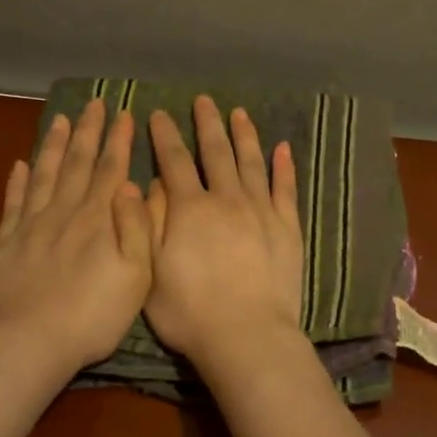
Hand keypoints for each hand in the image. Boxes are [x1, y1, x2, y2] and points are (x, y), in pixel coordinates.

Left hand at [0, 99, 151, 370]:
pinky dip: (15, 181)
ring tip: (61, 120)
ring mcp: (30, 225)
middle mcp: (64, 212)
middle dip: (89, 131)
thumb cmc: (93, 315)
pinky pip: (11, 203)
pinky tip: (18, 164)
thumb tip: (134, 185)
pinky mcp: (4, 243)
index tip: (124, 113)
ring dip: (54, 145)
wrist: (29, 342)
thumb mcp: (136, 276)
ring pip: (44, 174)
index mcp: (98, 219)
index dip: (118, 140)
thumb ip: (138, 228)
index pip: (112, 169)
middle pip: (78, 163)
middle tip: (94, 103)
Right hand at [143, 96, 303, 367]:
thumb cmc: (189, 311)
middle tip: (204, 100)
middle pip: (216, 153)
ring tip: (239, 113)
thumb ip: (149, 222)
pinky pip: (285, 190)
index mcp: (190, 208)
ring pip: (252, 163)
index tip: (158, 113)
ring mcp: (261, 212)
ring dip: (244, 136)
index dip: (165, 136)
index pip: (175, 161)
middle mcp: (226, 200)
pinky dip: (284, 168)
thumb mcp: (150, 270)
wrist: (246, 335)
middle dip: (207, 124)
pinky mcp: (287, 229)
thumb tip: (149, 184)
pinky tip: (283, 149)